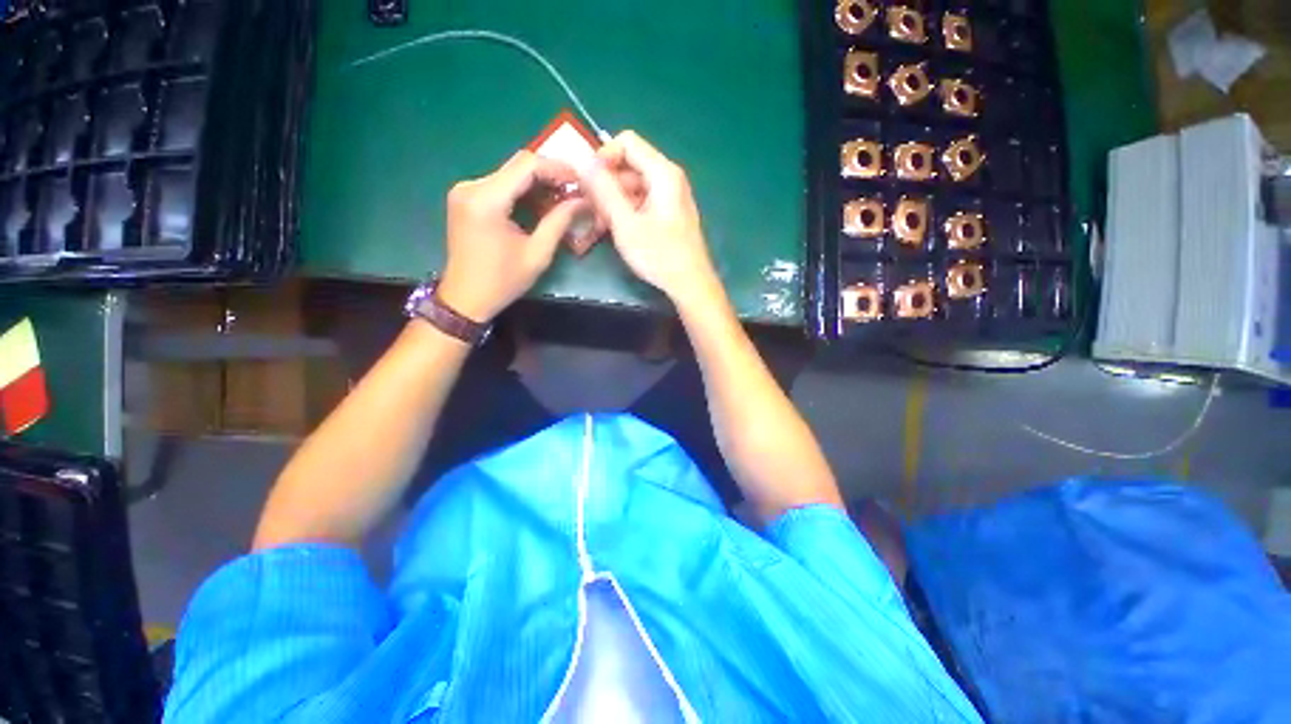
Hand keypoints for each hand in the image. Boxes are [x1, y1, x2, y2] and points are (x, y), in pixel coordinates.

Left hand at [437, 150, 587, 321]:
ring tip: (562, 200)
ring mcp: (465, 191)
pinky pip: (500, 185)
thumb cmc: (503, 281)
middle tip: (574, 191)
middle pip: (517, 166)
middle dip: (549, 175)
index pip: (526, 166)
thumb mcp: (537, 254)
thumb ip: (559, 222)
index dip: (557, 168)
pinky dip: (522, 192)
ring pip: (510, 174)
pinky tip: (540, 205)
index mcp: (487, 200)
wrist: (466, 298)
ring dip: (537, 184)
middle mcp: (471, 186)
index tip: (580, 180)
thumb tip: (581, 201)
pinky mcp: (466, 198)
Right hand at [579, 131, 719, 304]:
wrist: (690, 284)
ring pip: (633, 186)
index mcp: (663, 173)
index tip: (588, 182)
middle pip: (629, 166)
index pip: (627, 142)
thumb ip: (604, 190)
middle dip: (606, 184)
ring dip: (613, 201)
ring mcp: (670, 197)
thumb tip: (582, 161)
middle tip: (589, 208)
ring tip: (600, 225)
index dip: (603, 157)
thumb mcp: (626, 223)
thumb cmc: (659, 255)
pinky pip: (642, 202)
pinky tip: (615, 230)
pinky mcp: (669, 213)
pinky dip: (626, 211)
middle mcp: (669, 178)